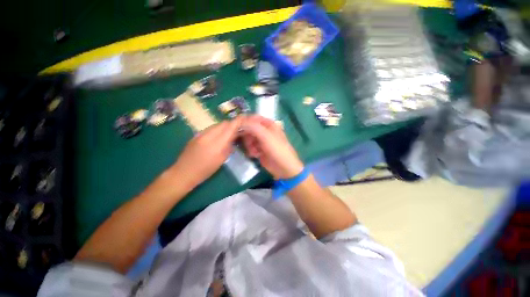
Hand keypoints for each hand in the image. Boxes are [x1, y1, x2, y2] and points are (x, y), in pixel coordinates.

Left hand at [171, 117, 241, 188]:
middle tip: (237, 131)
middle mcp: (209, 135)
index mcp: (217, 143)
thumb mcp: (222, 159)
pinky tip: (218, 137)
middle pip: (224, 123)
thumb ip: (229, 146)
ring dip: (225, 127)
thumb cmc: (205, 170)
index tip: (245, 119)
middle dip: (232, 125)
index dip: (238, 122)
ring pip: (217, 125)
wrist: (183, 172)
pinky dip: (218, 130)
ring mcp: (201, 133)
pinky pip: (211, 128)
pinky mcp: (196, 135)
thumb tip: (234, 137)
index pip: (230, 127)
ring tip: (228, 134)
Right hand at [241, 115, 303, 178]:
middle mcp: (265, 131)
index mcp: (269, 124)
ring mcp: (262, 140)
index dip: (245, 121)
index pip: (253, 118)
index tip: (236, 127)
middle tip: (249, 142)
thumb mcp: (266, 136)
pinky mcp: (259, 149)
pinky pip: (250, 147)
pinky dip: (251, 150)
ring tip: (254, 151)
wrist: (283, 168)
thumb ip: (253, 127)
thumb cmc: (277, 149)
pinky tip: (256, 155)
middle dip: (247, 136)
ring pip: (248, 138)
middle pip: (249, 128)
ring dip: (249, 145)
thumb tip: (240, 122)